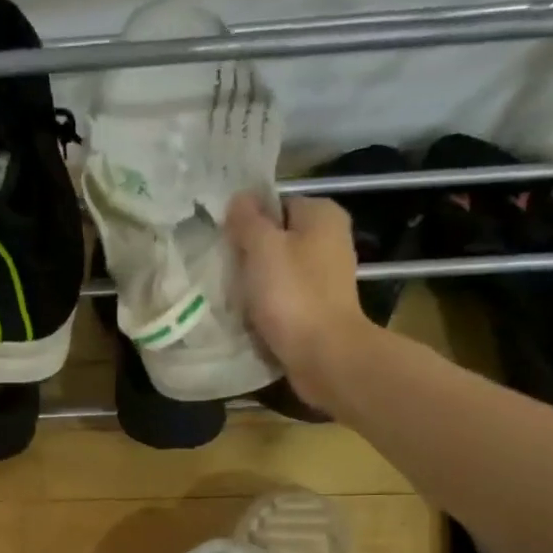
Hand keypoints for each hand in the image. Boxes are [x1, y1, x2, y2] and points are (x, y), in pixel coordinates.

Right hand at [228, 193, 375, 413]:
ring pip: (277, 268)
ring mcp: (325, 276)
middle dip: (249, 251)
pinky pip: (283, 295)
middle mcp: (330, 240)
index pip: (276, 203)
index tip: (224, 239)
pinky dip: (266, 303)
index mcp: (322, 215)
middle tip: (222, 266)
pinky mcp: (318, 306)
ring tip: (231, 292)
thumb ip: (248, 220)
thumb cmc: (293, 295)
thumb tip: (239, 197)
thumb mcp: (263, 248)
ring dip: (254, 280)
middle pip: (276, 237)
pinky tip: (248, 313)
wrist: (324, 355)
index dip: (247, 219)